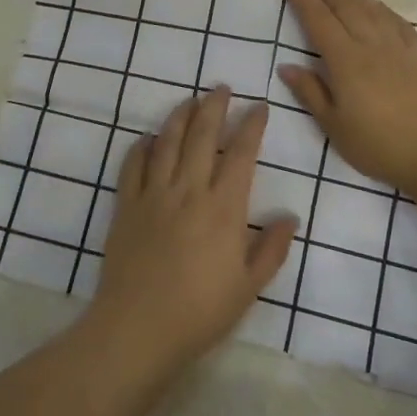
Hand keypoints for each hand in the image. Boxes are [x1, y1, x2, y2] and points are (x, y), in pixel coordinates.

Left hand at [86, 88, 295, 368]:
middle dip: (214, 107)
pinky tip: (148, 139)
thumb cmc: (200, 312)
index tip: (258, 107)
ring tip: (189, 100)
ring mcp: (153, 195)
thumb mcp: (248, 287)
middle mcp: (188, 190)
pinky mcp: (125, 206)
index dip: (251, 126)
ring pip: (167, 142)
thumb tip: (290, 217)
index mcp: (223, 208)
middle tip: (221, 88)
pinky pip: (133, 166)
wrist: (139, 327)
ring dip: (179, 117)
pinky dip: (141, 147)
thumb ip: (271, 249)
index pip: (240, 154)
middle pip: (201, 136)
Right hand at [277, 0, 416, 196]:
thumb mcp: (334, 126)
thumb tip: (286, 66)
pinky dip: (380, 6)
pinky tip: (375, 3)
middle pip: (343, 6)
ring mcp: (397, 47)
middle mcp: (370, 45)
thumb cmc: (379, 144)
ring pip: (370, 7)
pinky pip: (396, 20)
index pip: (318, 20)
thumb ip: (310, 92)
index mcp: (345, 61)